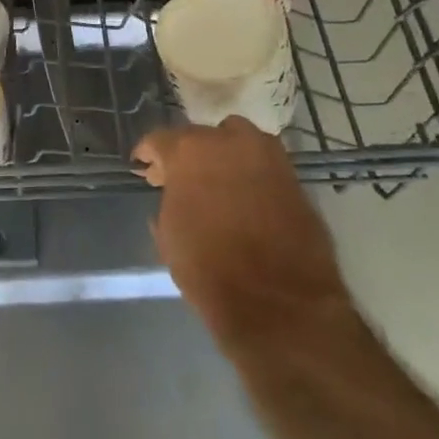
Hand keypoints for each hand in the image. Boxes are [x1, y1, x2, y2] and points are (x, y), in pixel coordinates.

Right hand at [133, 117, 348, 351]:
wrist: (278, 301)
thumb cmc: (208, 267)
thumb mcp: (169, 232)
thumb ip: (169, 198)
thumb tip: (173, 191)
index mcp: (189, 150)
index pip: (159, 139)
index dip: (148, 154)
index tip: (144, 168)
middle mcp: (229, 140)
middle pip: (200, 137)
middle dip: (187, 155)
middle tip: (180, 179)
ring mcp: (267, 155)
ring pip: (237, 141)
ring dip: (223, 155)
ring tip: (217, 182)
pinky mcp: (294, 177)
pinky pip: (262, 164)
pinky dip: (250, 173)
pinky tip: (244, 196)